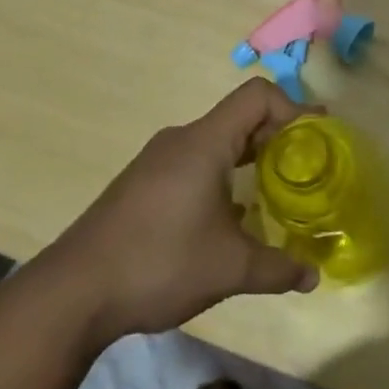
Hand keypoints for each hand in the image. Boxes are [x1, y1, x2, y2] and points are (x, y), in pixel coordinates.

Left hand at [40, 78, 319, 347]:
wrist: (72, 292)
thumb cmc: (159, 263)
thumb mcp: (229, 269)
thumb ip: (278, 268)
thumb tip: (314, 276)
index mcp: (204, 143)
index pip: (257, 95)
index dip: (293, 108)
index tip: (315, 141)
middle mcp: (180, 141)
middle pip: (238, 117)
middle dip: (277, 137)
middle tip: (304, 169)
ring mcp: (156, 162)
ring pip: (215, 142)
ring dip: (248, 159)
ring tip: (272, 194)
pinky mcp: (141, 185)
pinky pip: (193, 163)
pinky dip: (221, 176)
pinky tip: (227, 218)